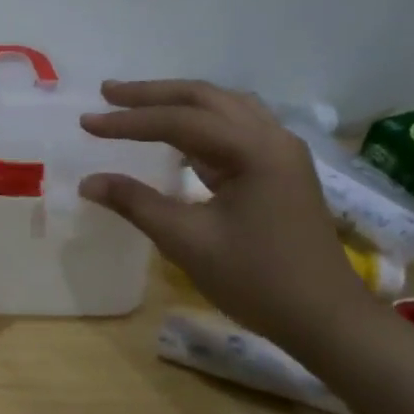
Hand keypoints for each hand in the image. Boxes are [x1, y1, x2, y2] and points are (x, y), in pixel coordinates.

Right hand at [78, 80, 372, 344]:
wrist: (325, 319)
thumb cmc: (257, 281)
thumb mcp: (188, 242)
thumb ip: (136, 203)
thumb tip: (89, 182)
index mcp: (254, 150)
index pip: (180, 121)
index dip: (129, 121)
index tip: (87, 123)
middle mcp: (272, 137)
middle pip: (205, 99)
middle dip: (153, 94)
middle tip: (108, 94)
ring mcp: (281, 151)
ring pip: (224, 107)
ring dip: (179, 102)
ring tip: (138, 104)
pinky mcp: (281, 169)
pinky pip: (236, 127)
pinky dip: (200, 121)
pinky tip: (179, 133)